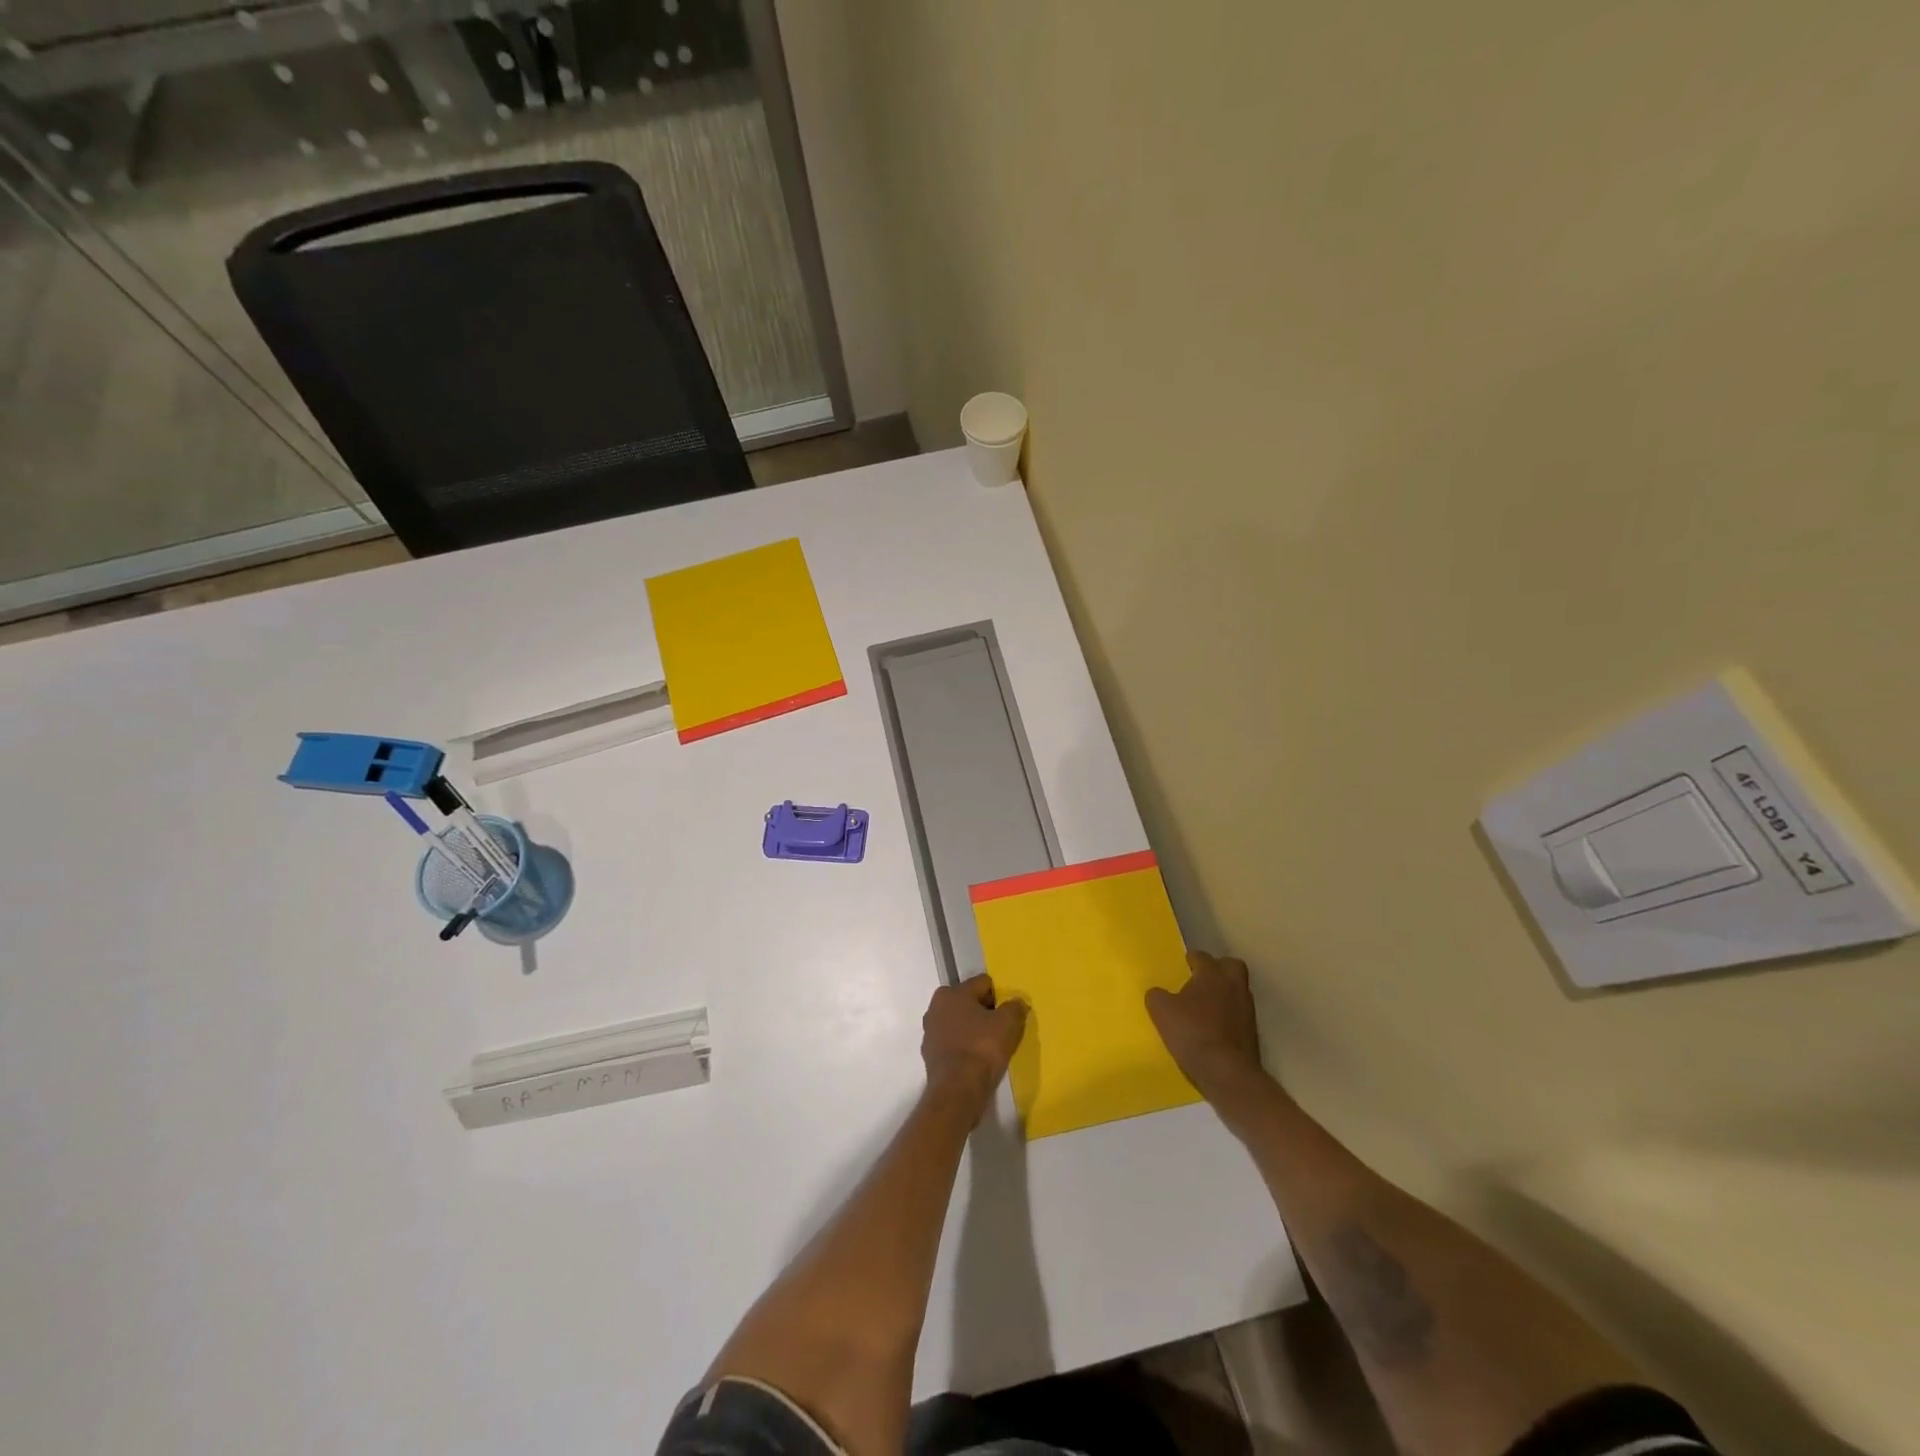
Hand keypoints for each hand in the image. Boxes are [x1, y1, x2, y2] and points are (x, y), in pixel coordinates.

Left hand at [922, 975, 1027, 1100]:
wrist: (958, 1090)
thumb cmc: (982, 1048)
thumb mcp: (1008, 1023)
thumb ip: (1015, 1007)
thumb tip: (1017, 1003)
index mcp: (951, 993)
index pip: (983, 984)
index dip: (1000, 996)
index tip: (1010, 1012)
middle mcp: (935, 1008)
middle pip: (969, 1003)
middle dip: (985, 1012)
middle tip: (1003, 1029)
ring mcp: (930, 1033)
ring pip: (960, 1024)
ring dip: (974, 1030)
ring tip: (992, 1047)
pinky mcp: (930, 1056)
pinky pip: (954, 1044)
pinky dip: (965, 1048)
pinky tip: (978, 1061)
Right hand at [1146, 951, 1264, 1098]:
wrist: (1227, 1072)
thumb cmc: (1192, 1032)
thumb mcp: (1161, 1011)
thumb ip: (1157, 996)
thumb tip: (1157, 993)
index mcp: (1212, 974)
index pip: (1202, 956)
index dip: (1191, 959)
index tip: (1183, 964)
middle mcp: (1233, 985)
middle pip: (1230, 966)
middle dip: (1218, 969)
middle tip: (1201, 979)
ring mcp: (1247, 1009)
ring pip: (1236, 990)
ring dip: (1224, 994)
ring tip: (1205, 1006)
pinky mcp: (1253, 1032)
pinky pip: (1238, 1014)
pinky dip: (1228, 1016)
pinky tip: (1214, 1027)